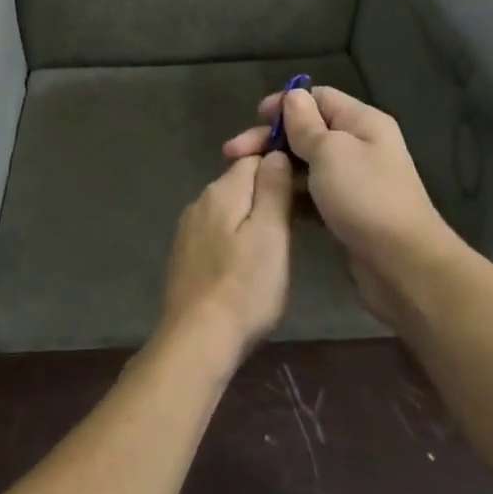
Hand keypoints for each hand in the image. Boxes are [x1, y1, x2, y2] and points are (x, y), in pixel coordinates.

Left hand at [158, 152, 293, 364]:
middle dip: (268, 193)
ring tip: (280, 243)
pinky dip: (236, 238)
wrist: (198, 340)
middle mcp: (199, 203)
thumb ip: (273, 189)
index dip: (281, 165)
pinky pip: (218, 232)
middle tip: (300, 219)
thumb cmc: (245, 288)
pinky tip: (249, 262)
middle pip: (240, 183)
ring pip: (229, 209)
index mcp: (221, 191)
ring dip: (253, 217)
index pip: (254, 159)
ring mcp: (188, 231)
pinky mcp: (185, 256)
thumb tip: (275, 153)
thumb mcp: (271, 235)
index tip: (306, 187)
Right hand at [224, 87, 451, 331]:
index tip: (254, 118)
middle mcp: (360, 146)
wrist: (401, 263)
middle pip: (308, 131)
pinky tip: (266, 202)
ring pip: (306, 164)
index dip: (285, 104)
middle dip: (271, 139)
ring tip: (244, 179)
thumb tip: (293, 96)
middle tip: (232, 154)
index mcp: (362, 122)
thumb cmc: (364, 197)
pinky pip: (311, 193)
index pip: (319, 98)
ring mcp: (353, 181)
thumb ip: (306, 125)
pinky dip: (290, 194)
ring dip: (277, 168)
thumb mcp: (330, 152)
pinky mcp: (345, 211)